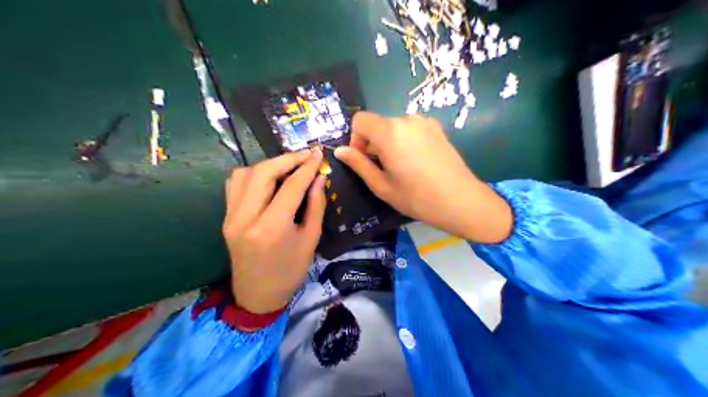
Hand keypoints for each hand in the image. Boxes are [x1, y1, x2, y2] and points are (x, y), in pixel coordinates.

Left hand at [223, 150, 324, 313]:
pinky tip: (267, 178)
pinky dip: (252, 174)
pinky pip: (235, 185)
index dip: (307, 167)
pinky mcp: (226, 218)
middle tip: (305, 156)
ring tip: (287, 167)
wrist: (257, 295)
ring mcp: (231, 217)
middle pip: (263, 172)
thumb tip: (319, 178)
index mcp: (271, 228)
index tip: (318, 154)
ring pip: (245, 174)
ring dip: (268, 165)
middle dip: (287, 159)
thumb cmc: (290, 272)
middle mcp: (246, 217)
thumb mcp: (311, 240)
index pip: (291, 186)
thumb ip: (315, 206)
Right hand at [335, 110, 512, 242]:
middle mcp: (407, 119)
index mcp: (389, 131)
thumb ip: (358, 164)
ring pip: (395, 127)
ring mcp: (425, 122)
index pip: (360, 120)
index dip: (356, 139)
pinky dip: (406, 141)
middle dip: (373, 143)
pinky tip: (417, 162)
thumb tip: (339, 151)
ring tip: (402, 168)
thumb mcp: (381, 185)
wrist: (460, 201)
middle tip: (384, 170)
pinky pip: (411, 130)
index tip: (364, 160)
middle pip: (378, 124)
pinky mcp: (437, 128)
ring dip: (390, 143)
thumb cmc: (416, 197)